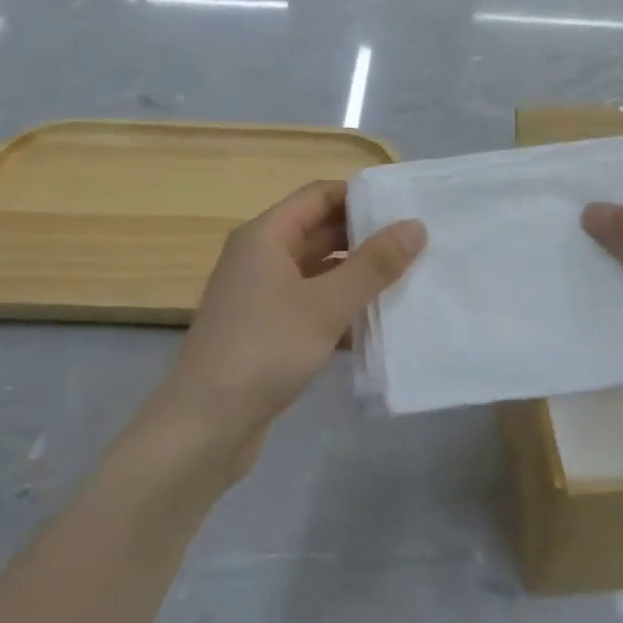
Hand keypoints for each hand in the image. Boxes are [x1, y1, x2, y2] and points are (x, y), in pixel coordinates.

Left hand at [148, 180, 424, 479]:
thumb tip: (415, 226)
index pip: (318, 195)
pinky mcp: (267, 331)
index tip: (405, 208)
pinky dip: (341, 309)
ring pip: (318, 272)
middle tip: (417, 246)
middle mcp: (260, 258)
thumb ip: (374, 265)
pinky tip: (377, 326)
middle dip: (365, 237)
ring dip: (357, 276)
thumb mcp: (326, 304)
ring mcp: (261, 297)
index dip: (360, 196)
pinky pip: (311, 306)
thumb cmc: (265, 350)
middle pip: (319, 232)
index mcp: (265, 237)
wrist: (206, 426)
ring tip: (408, 281)